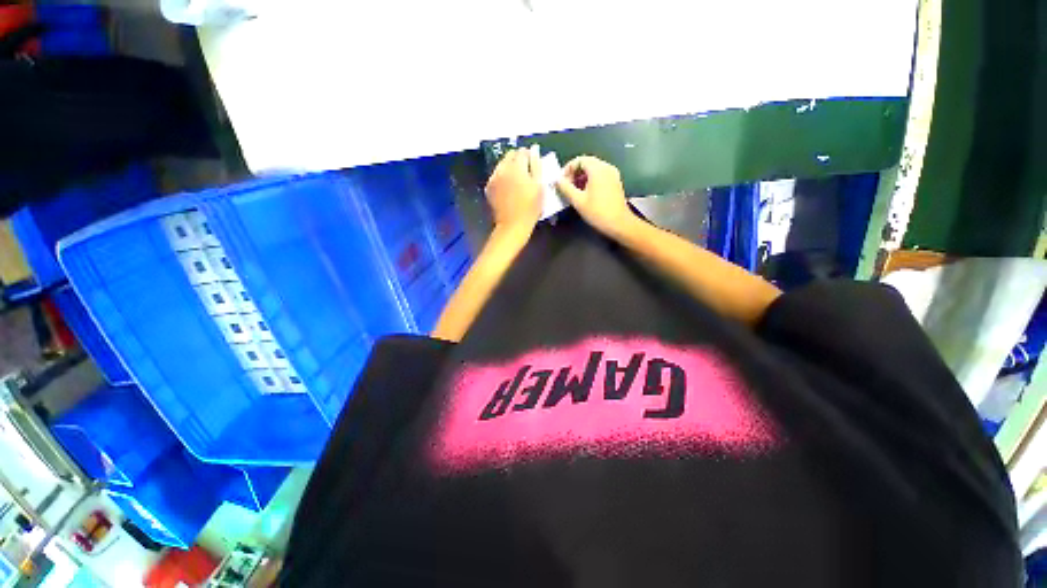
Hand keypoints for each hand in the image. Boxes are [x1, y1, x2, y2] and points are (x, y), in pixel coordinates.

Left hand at [485, 147, 541, 231]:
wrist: (513, 225)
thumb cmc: (531, 207)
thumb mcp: (539, 186)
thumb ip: (537, 165)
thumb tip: (534, 149)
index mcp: (516, 167)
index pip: (522, 151)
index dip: (529, 156)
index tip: (533, 164)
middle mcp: (502, 169)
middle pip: (510, 155)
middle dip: (518, 159)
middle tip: (526, 172)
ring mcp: (493, 178)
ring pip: (501, 165)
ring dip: (509, 168)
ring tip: (517, 180)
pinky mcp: (488, 187)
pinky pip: (496, 176)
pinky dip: (502, 177)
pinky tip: (508, 188)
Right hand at [556, 156, 636, 237]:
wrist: (619, 224)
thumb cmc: (597, 212)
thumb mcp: (578, 201)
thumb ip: (565, 188)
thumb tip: (557, 180)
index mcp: (598, 169)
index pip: (579, 160)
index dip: (568, 169)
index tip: (561, 181)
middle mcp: (607, 167)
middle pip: (587, 163)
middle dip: (574, 173)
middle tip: (566, 186)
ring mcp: (612, 174)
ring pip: (593, 169)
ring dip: (581, 177)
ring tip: (573, 191)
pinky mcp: (615, 182)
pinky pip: (600, 175)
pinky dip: (590, 180)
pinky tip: (584, 193)